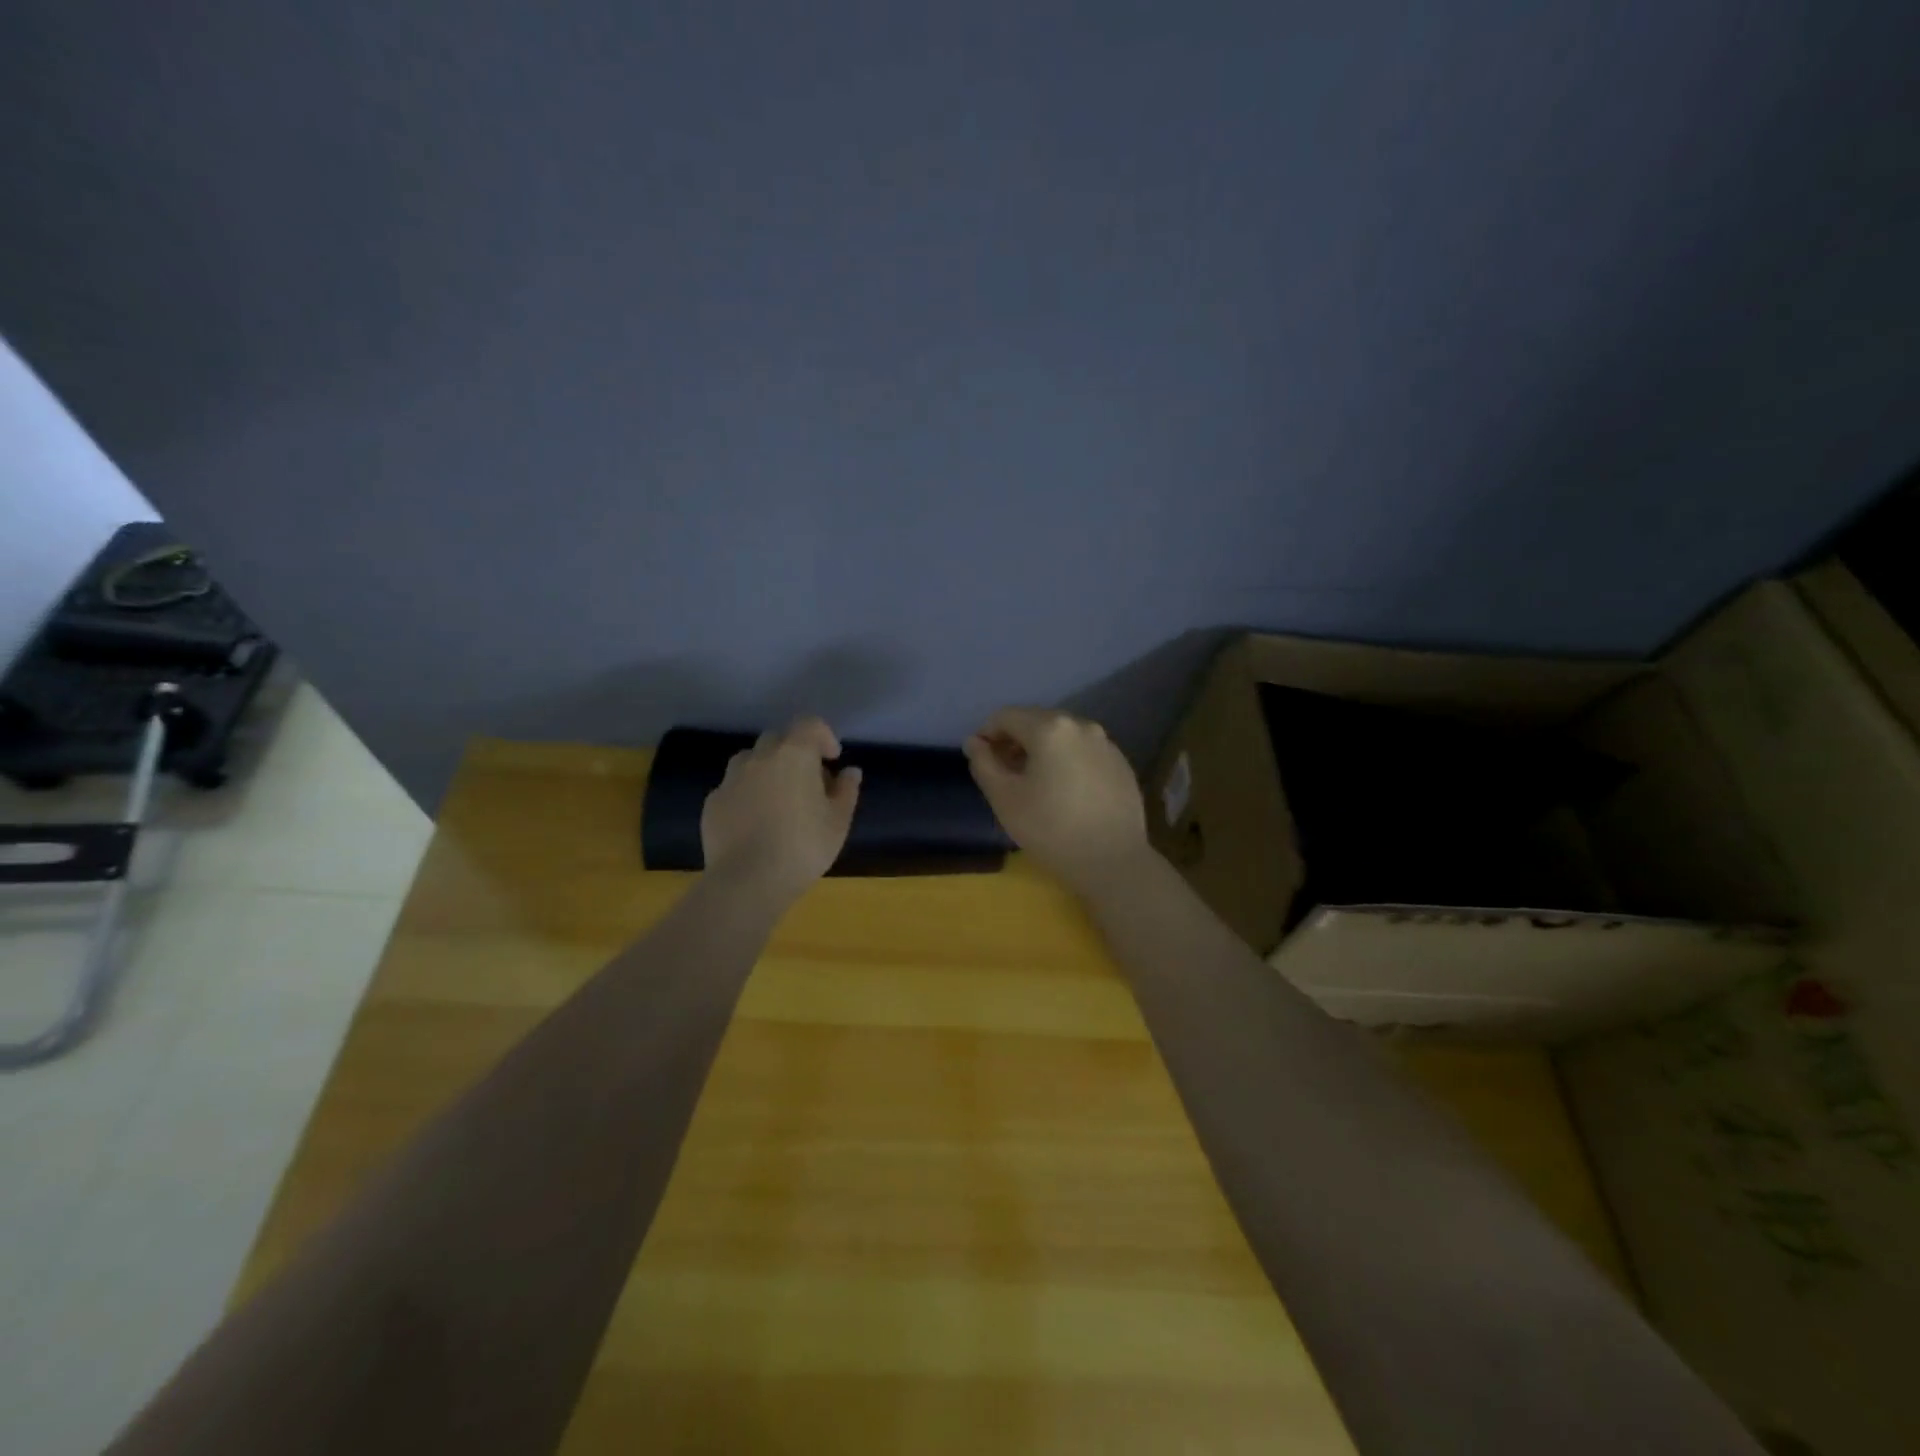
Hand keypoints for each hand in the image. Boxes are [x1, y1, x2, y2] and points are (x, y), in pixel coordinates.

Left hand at [701, 717, 862, 902]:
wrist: (747, 881)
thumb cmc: (803, 847)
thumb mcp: (838, 821)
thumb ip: (846, 790)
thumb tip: (850, 772)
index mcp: (794, 754)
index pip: (810, 724)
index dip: (824, 736)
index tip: (832, 759)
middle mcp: (759, 757)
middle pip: (778, 739)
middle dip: (794, 752)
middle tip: (807, 781)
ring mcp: (731, 779)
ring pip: (751, 760)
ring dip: (767, 769)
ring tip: (778, 798)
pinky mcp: (712, 802)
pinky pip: (733, 787)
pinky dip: (746, 794)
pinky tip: (754, 821)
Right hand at [963, 708, 1150, 892]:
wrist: (1113, 861)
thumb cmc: (1051, 829)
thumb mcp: (1005, 798)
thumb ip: (984, 763)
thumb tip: (974, 742)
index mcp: (1049, 728)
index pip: (1005, 716)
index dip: (986, 734)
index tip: (981, 760)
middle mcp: (1081, 725)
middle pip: (1036, 721)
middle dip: (1014, 740)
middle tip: (1004, 773)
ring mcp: (1105, 743)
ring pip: (1062, 736)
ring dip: (1041, 750)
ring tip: (1034, 783)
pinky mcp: (1121, 763)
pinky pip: (1083, 751)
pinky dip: (1066, 760)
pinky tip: (1065, 791)